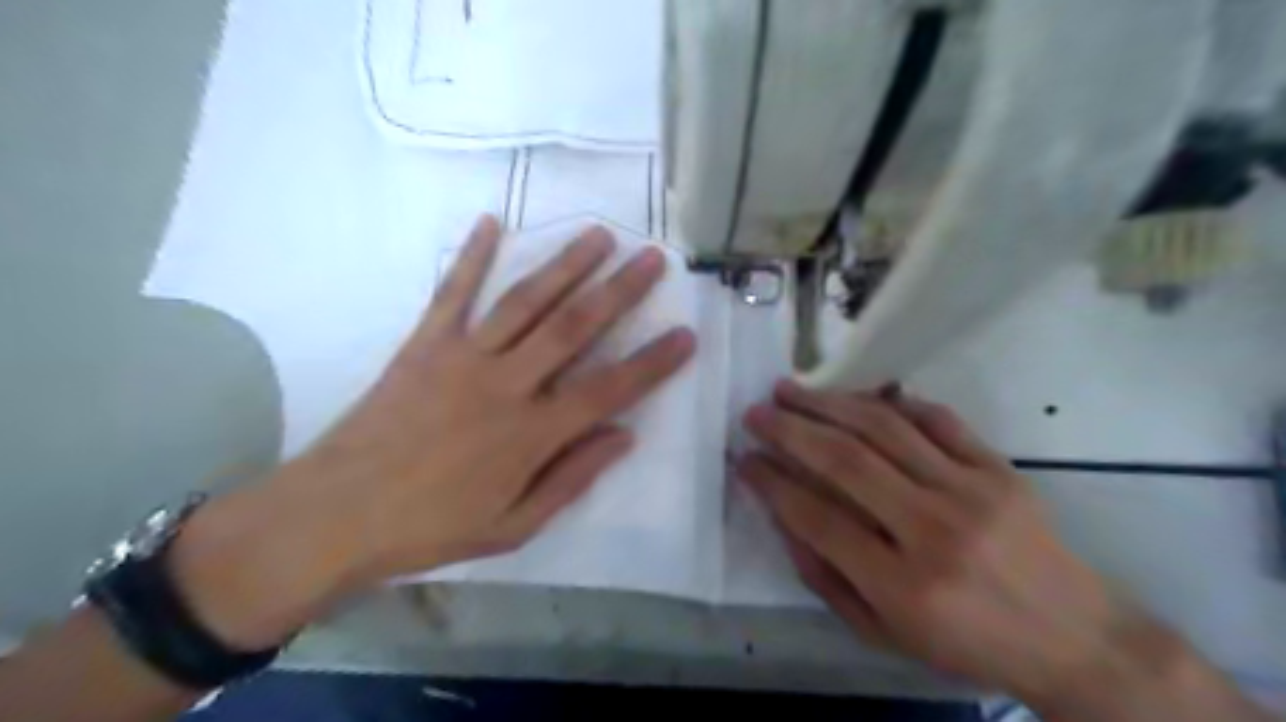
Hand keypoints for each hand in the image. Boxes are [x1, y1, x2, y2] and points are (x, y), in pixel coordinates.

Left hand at [172, 216, 699, 648]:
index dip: (652, 363)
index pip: (609, 390)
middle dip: (620, 290)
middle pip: (574, 328)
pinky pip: (452, 293)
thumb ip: (572, 479)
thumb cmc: (430, 529)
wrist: (334, 514)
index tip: (686, 335)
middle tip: (653, 258)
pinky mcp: (423, 345)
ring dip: (566, 264)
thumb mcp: (513, 527)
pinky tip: (491, 222)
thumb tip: (623, 436)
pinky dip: (470, 255)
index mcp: (531, 434)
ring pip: (526, 301)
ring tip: (599, 234)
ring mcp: (462, 357)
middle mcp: (504, 384)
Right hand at [733, 385, 1127, 703]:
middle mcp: (934, 529)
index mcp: (902, 584)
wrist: (1075, 639)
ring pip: (883, 428)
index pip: (816, 516)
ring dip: (828, 402)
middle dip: (789, 430)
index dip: (771, 482)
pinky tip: (856, 396)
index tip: (744, 459)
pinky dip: (890, 401)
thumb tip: (782, 516)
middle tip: (754, 412)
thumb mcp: (883, 633)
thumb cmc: (968, 645)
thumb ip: (824, 577)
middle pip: (844, 461)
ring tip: (790, 389)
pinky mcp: (998, 468)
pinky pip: (935, 418)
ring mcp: (971, 490)